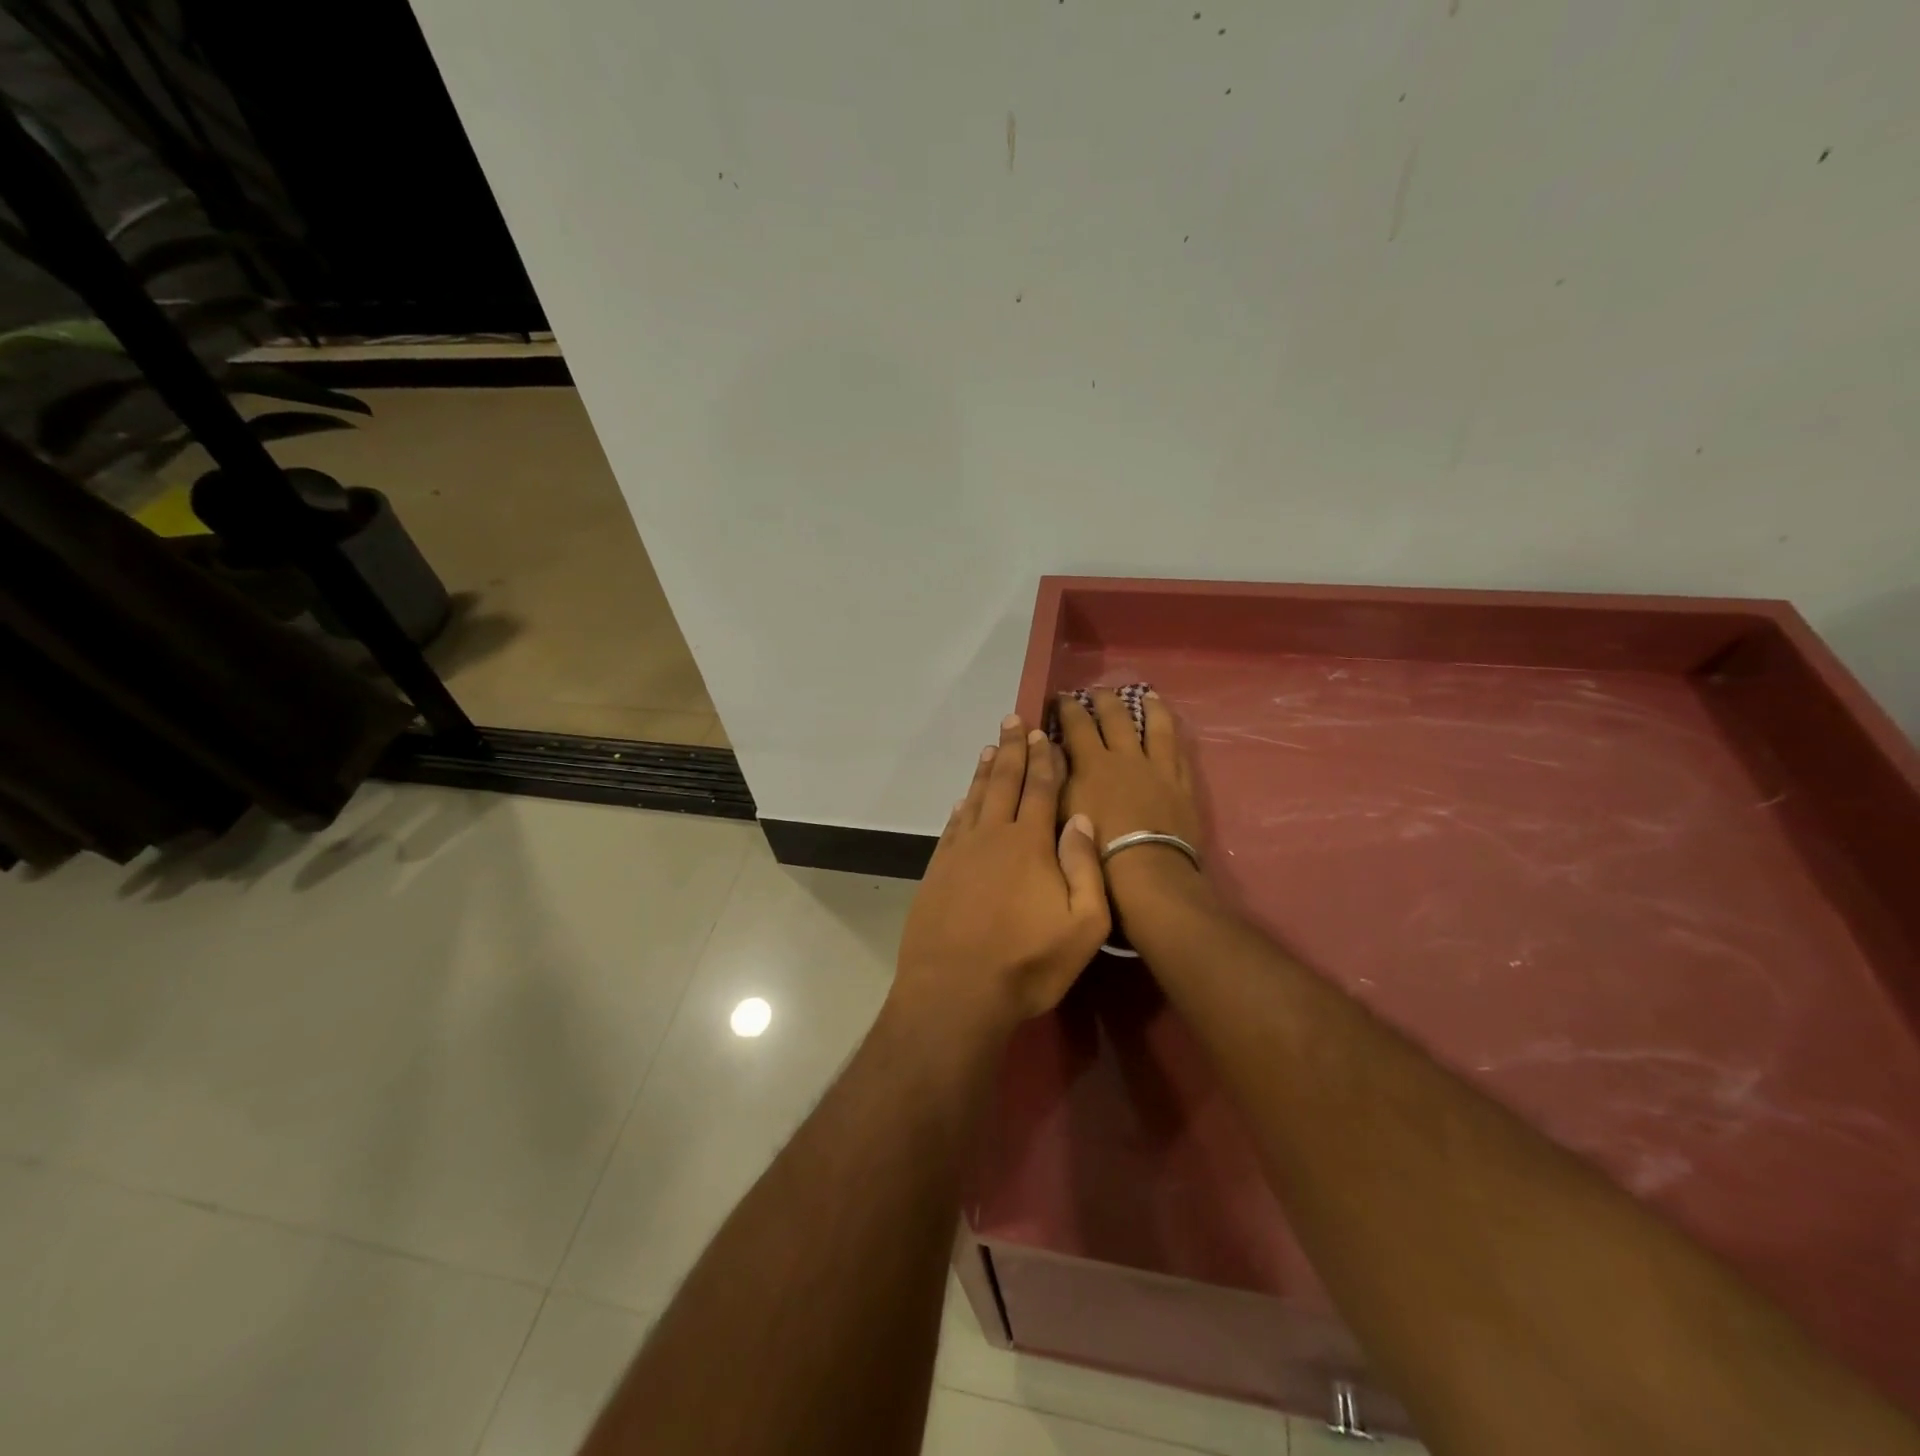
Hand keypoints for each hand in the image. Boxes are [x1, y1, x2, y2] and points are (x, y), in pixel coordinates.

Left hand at [893, 715, 1110, 1036]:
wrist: (955, 991)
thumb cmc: (1027, 963)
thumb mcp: (1082, 925)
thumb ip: (1085, 867)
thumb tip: (1080, 818)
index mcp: (1030, 844)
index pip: (1040, 789)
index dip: (1043, 759)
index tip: (1043, 734)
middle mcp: (993, 836)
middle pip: (1004, 782)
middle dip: (1012, 750)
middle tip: (1013, 720)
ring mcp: (960, 852)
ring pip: (975, 799)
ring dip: (984, 771)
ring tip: (990, 747)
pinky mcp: (937, 871)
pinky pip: (952, 826)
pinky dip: (960, 806)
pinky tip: (963, 800)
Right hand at [1056, 688, 1206, 900]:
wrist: (1146, 873)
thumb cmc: (1096, 850)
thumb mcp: (1062, 813)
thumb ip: (1057, 779)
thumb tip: (1053, 751)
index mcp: (1093, 763)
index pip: (1077, 725)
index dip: (1067, 708)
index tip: (1061, 697)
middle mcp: (1126, 757)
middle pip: (1116, 718)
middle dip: (1104, 700)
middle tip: (1098, 690)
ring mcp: (1158, 769)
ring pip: (1156, 727)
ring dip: (1150, 708)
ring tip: (1147, 694)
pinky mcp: (1181, 786)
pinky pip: (1179, 752)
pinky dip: (1174, 736)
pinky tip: (1173, 730)